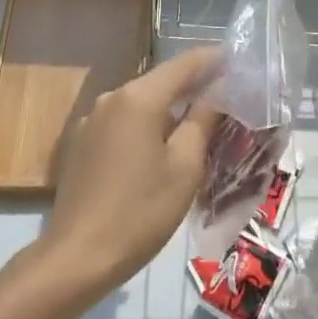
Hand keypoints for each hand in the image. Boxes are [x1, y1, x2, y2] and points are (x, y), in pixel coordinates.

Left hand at [37, 46, 221, 293]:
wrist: (78, 258)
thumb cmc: (141, 211)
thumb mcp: (185, 166)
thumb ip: (203, 120)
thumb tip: (219, 90)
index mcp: (139, 97)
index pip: (185, 63)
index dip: (214, 60)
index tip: (239, 62)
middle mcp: (112, 98)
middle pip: (161, 82)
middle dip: (194, 87)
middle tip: (227, 99)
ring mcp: (92, 120)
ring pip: (141, 104)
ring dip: (169, 110)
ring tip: (198, 127)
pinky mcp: (81, 143)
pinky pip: (123, 123)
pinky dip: (146, 127)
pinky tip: (160, 151)